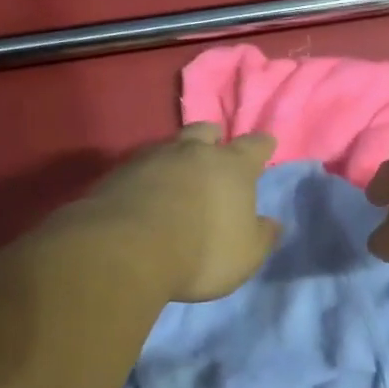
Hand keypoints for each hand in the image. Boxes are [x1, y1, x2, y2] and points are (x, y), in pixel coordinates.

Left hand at [87, 123, 280, 301]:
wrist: (127, 250)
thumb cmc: (201, 252)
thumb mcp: (245, 255)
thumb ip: (261, 236)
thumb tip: (271, 223)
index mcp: (231, 167)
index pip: (254, 146)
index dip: (261, 146)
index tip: (265, 145)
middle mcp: (192, 152)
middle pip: (204, 132)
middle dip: (212, 137)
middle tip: (214, 143)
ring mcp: (150, 158)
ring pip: (168, 145)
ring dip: (176, 155)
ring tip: (176, 170)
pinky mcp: (117, 173)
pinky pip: (139, 167)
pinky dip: (147, 175)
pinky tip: (145, 189)